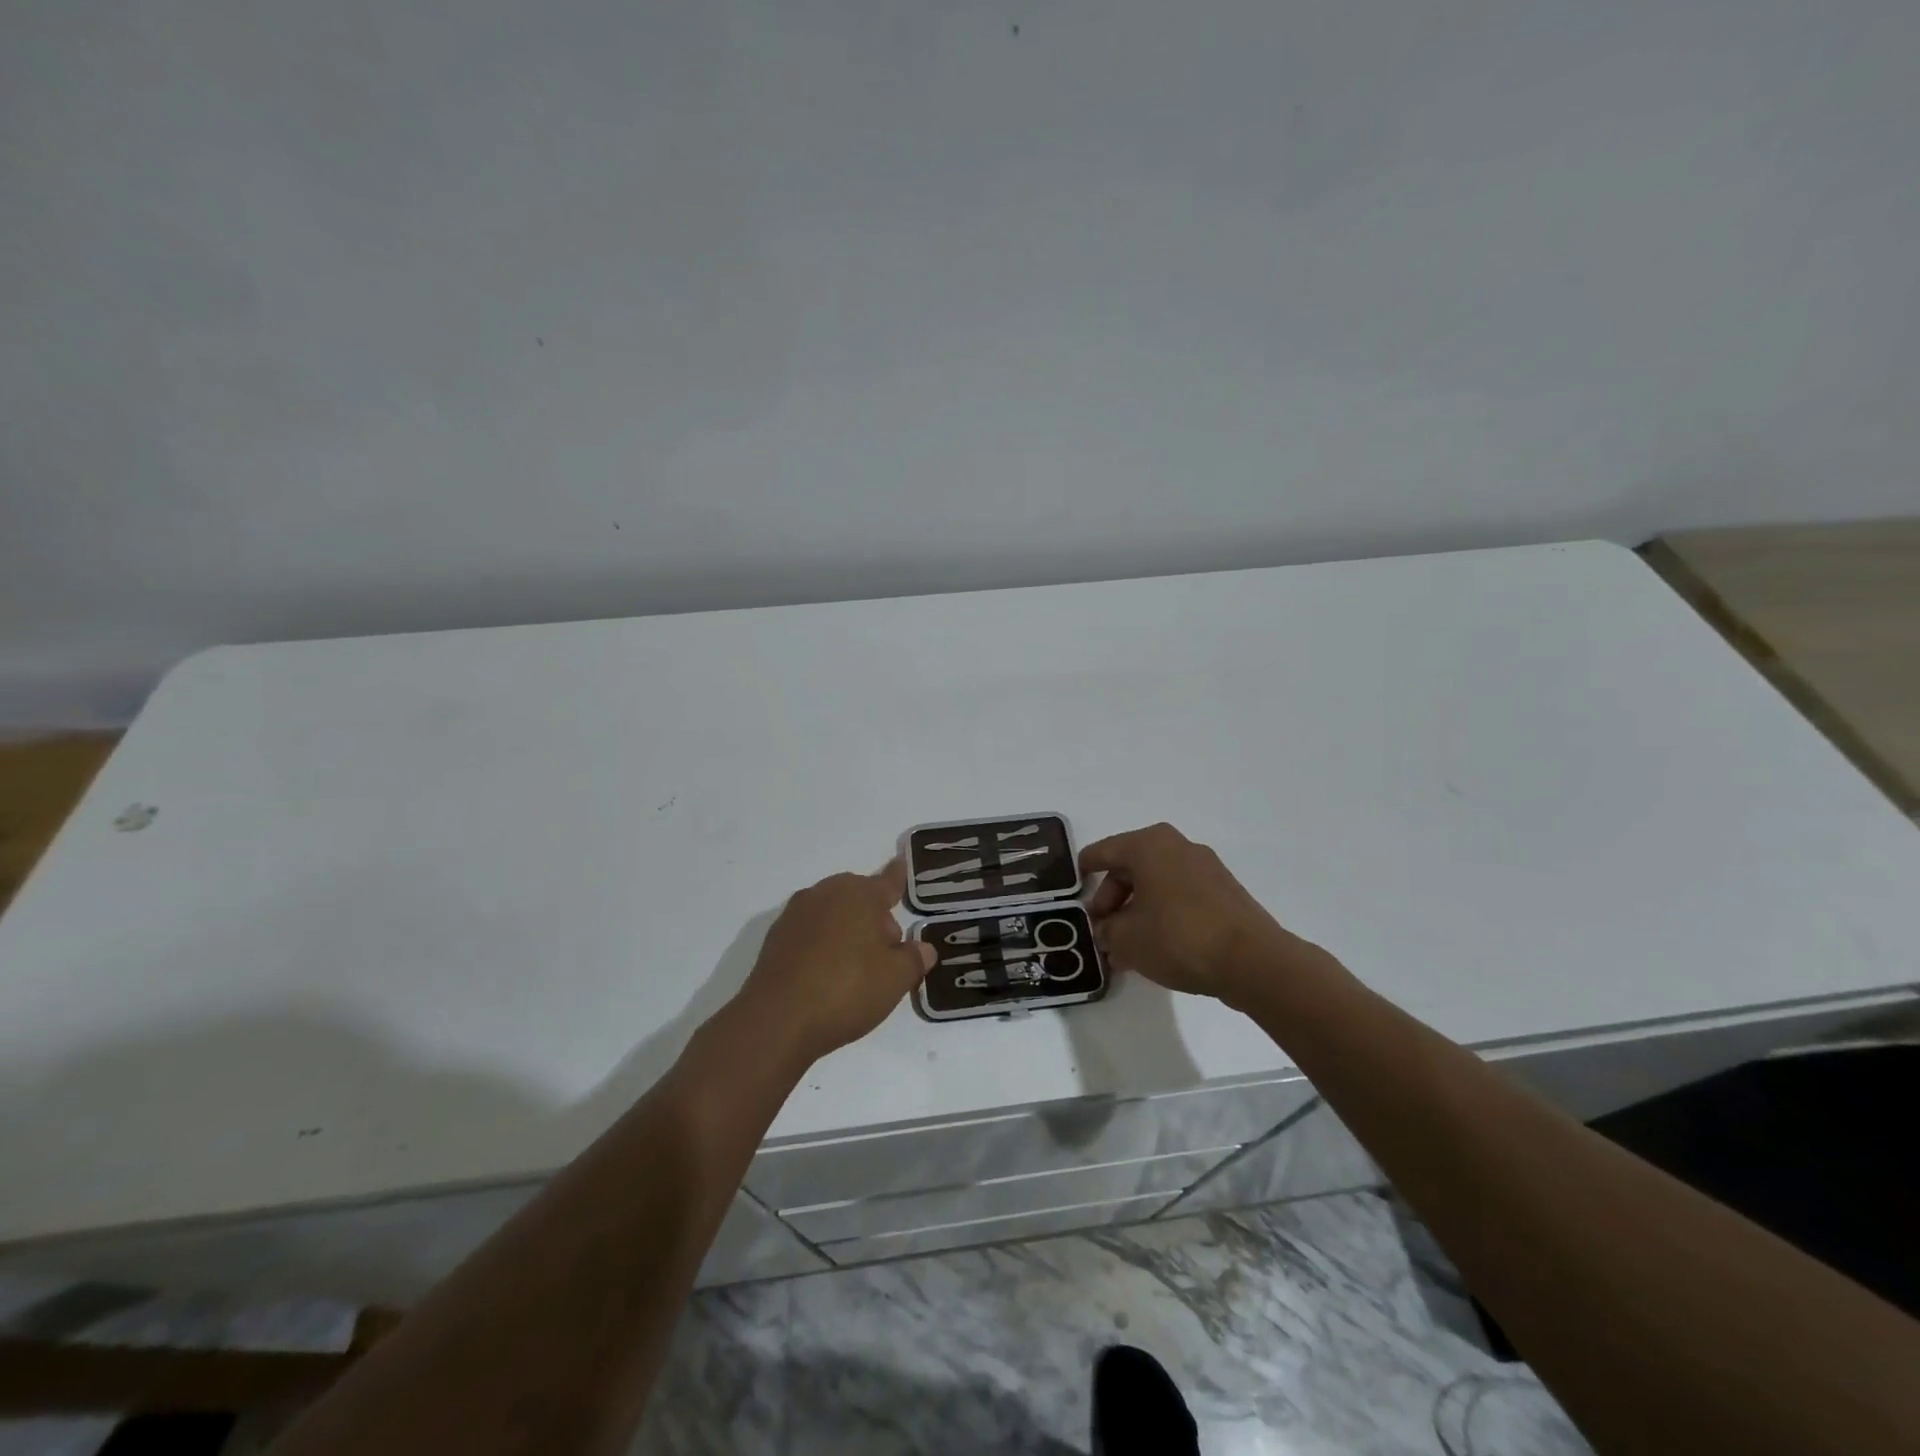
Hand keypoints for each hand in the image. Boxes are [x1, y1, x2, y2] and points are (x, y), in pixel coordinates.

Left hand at [736, 861, 935, 1067]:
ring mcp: (795, 915)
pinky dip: (823, 946)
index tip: (901, 862)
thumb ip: (914, 959)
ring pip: (833, 914)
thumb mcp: (895, 979)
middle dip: (875, 919)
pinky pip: (810, 933)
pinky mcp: (775, 939)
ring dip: (848, 932)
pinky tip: (827, 976)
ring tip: (857, 970)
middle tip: (886, 953)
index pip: (887, 881)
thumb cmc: (846, 990)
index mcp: (859, 895)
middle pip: (859, 898)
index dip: (898, 876)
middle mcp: (825, 894)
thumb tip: (923, 948)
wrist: (776, 1021)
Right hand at [1080, 823, 1329, 1008]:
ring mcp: (1205, 868)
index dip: (1084, 871)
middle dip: (1112, 900)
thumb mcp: (1126, 939)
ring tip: (1126, 947)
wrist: (1252, 961)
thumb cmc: (1178, 937)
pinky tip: (1155, 947)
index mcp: (1149, 845)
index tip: (1073, 890)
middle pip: (1130, 868)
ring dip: (1136, 911)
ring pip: (1156, 884)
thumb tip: (1108, 931)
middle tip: (1102, 930)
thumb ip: (1107, 931)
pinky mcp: (1224, 892)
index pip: (1103, 851)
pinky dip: (1162, 915)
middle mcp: (1177, 846)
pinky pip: (1179, 896)